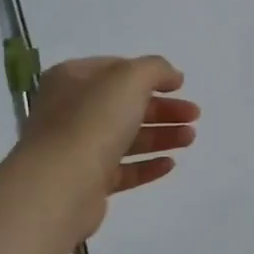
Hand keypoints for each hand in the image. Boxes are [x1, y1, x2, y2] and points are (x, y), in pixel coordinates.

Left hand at [21, 56, 199, 236]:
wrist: (60, 185)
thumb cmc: (93, 121)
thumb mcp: (130, 78)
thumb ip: (156, 69)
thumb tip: (172, 76)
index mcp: (72, 79)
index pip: (116, 69)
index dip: (150, 75)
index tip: (180, 86)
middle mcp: (69, 111)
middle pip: (125, 105)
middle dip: (163, 109)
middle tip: (194, 116)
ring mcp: (76, 148)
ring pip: (126, 137)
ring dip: (161, 135)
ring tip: (190, 138)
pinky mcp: (86, 182)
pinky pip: (122, 170)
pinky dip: (147, 165)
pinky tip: (170, 164)